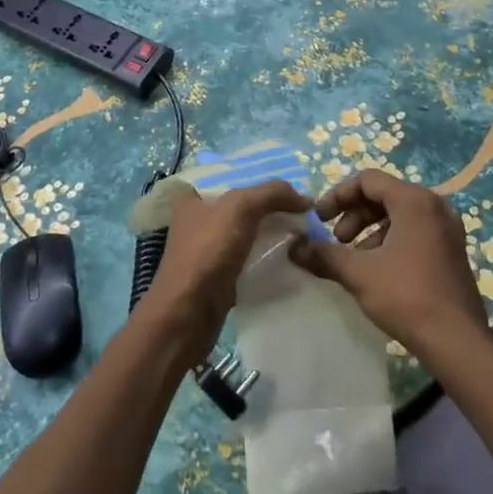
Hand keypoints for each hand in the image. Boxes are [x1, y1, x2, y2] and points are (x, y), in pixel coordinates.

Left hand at [139, 180, 309, 362]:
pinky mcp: (218, 275)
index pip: (233, 177)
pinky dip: (267, 256)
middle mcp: (197, 219)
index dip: (262, 180)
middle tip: (305, 212)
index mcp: (192, 196)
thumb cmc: (207, 253)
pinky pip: (249, 257)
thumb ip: (272, 194)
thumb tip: (305, 199)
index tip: (293, 189)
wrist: (187, 316)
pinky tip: (290, 256)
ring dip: (273, 232)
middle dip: (272, 207)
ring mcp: (208, 249)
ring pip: (248, 232)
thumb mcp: (240, 208)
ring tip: (304, 232)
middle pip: (243, 205)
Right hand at [291, 169, 488, 359]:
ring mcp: (447, 229)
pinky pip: (414, 232)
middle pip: (383, 195)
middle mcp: (434, 206)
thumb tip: (293, 248)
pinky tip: (377, 270)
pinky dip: (390, 241)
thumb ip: (324, 255)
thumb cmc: (406, 295)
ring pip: (398, 215)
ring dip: (370, 231)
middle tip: (337, 241)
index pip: (367, 180)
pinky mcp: (451, 251)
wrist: (457, 341)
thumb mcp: (358, 273)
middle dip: (353, 215)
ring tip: (354, 259)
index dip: (338, 196)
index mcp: (414, 201)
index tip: (319, 219)